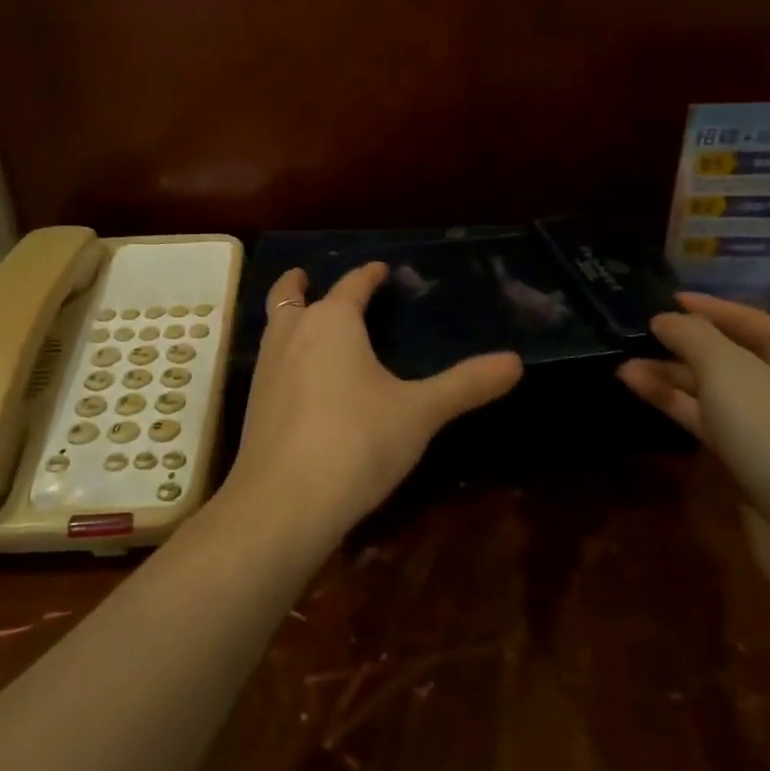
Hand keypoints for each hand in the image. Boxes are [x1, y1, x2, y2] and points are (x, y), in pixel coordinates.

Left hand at [222, 263, 522, 544]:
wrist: (283, 503)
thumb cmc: (358, 441)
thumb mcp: (420, 413)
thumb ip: (465, 385)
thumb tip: (515, 361)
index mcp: (332, 322)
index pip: (352, 286)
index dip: (368, 275)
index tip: (379, 268)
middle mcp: (292, 335)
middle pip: (289, 297)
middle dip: (300, 285)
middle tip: (307, 277)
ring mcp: (266, 370)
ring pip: (274, 328)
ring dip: (288, 318)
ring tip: (304, 322)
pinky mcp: (254, 405)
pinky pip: (269, 363)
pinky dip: (282, 354)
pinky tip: (298, 379)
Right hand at [617, 294, 769, 557]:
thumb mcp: (730, 370)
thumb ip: (692, 337)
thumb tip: (665, 319)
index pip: (744, 317)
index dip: (703, 307)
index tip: (661, 298)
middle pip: (728, 354)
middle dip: (681, 344)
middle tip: (633, 334)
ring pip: (713, 390)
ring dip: (670, 376)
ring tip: (622, 365)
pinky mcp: (754, 460)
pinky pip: (709, 421)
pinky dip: (676, 404)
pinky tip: (639, 389)